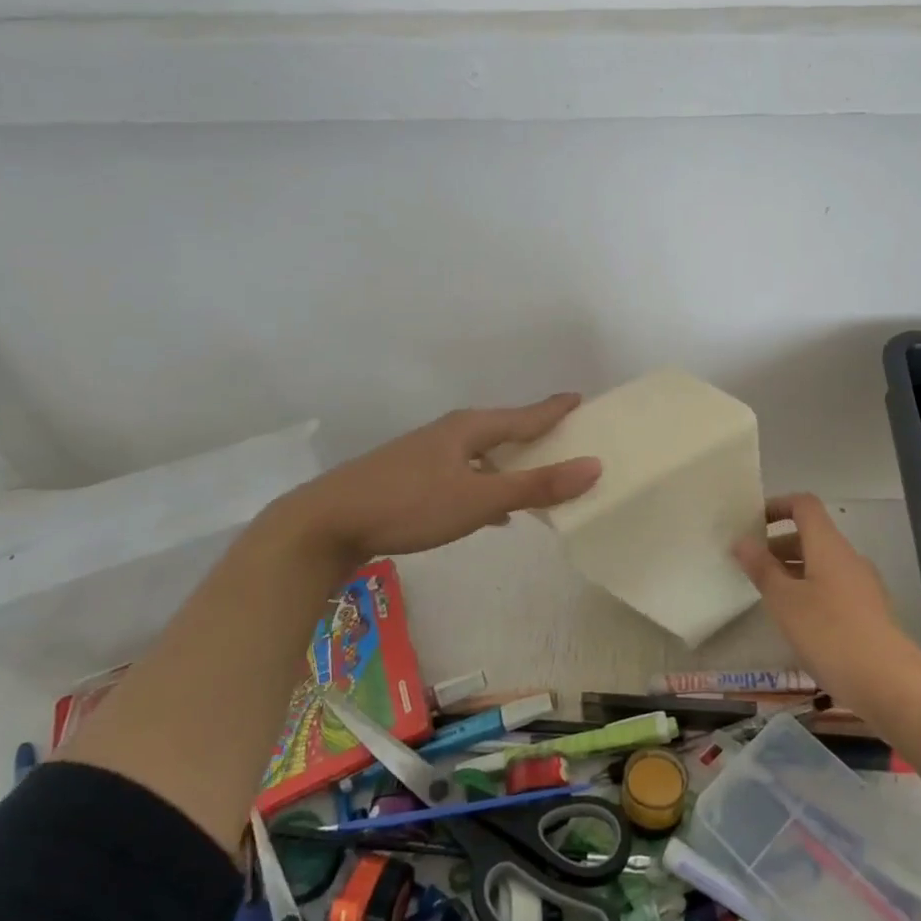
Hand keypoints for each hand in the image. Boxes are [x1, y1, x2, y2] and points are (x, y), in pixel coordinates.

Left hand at [256, 394, 600, 561]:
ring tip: (538, 479)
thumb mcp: (478, 499)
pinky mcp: (412, 478)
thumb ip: (535, 486)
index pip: (524, 415)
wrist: (326, 522)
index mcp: (469, 429)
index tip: (580, 398)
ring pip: (483, 455)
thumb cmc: (409, 504)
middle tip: (568, 440)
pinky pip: (465, 475)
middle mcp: (450, 434)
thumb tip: (594, 465)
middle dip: (535, 436)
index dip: (554, 409)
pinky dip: (487, 485)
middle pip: (504, 431)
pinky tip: (492, 510)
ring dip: (511, 465)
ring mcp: (427, 455)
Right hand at [733, 493, 915, 712]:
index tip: (751, 523)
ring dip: (792, 572)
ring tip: (767, 597)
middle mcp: (848, 558)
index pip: (804, 505)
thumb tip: (742, 541)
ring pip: (821, 565)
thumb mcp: (785, 601)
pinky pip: (832, 588)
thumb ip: (762, 568)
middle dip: (778, 546)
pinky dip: (809, 592)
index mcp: (828, 545)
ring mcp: (862, 585)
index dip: (777, 506)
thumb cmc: (830, 633)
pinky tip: (796, 623)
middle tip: (749, 566)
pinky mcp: (868, 612)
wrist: (889, 683)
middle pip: (811, 536)